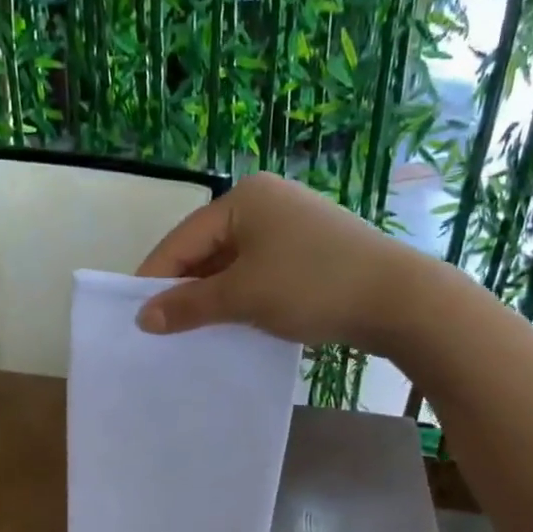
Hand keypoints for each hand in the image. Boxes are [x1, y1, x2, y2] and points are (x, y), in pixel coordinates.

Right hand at [135, 172, 423, 350]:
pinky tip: (235, 323)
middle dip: (186, 289)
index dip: (156, 278)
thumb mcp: (243, 297)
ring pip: (235, 264)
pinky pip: (261, 272)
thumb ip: (189, 305)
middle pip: (208, 249)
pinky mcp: (311, 251)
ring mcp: (292, 226)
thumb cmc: (310, 286)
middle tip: (163, 330)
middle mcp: (266, 202)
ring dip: (214, 297)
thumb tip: (144, 318)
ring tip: (194, 333)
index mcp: (244, 198)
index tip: (134, 316)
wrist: (397, 300)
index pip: (183, 239)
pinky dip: (244, 297)